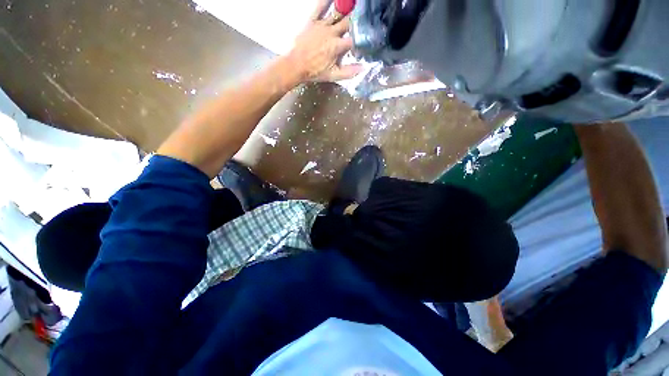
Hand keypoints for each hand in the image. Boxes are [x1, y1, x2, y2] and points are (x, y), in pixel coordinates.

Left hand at [287, 0, 362, 82]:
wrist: (295, 65)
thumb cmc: (315, 72)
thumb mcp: (333, 75)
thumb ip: (349, 72)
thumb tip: (363, 68)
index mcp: (337, 46)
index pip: (354, 40)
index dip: (362, 42)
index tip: (365, 44)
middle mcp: (331, 32)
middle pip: (349, 23)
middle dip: (357, 23)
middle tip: (363, 22)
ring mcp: (322, 25)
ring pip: (338, 13)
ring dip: (347, 10)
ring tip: (356, 7)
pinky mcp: (313, 20)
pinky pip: (320, 6)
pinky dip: (327, 0)